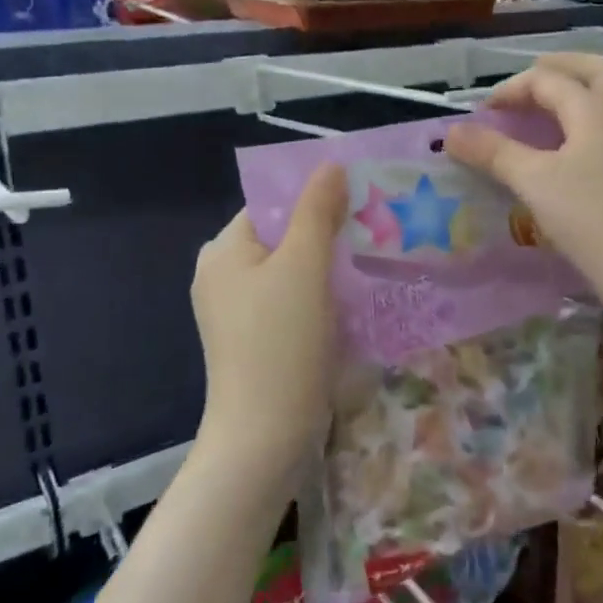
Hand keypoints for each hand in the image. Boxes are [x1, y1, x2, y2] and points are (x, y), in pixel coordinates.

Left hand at [190, 163, 347, 482]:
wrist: (266, 437)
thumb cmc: (281, 342)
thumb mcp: (302, 266)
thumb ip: (317, 210)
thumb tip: (330, 165)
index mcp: (224, 251)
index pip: (271, 204)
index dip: (314, 195)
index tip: (362, 195)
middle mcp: (225, 277)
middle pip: (284, 236)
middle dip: (329, 229)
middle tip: (378, 225)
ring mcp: (242, 314)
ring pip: (295, 271)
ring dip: (332, 264)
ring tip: (377, 256)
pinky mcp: (261, 342)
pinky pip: (296, 303)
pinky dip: (325, 296)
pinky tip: (359, 298)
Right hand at [445, 54, 602, 303]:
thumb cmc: (585, 217)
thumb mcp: (531, 181)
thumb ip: (493, 152)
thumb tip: (452, 133)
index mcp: (594, 110)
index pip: (548, 81)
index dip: (513, 89)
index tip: (486, 112)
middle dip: (569, 65)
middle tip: (541, 72)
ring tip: (588, 94)